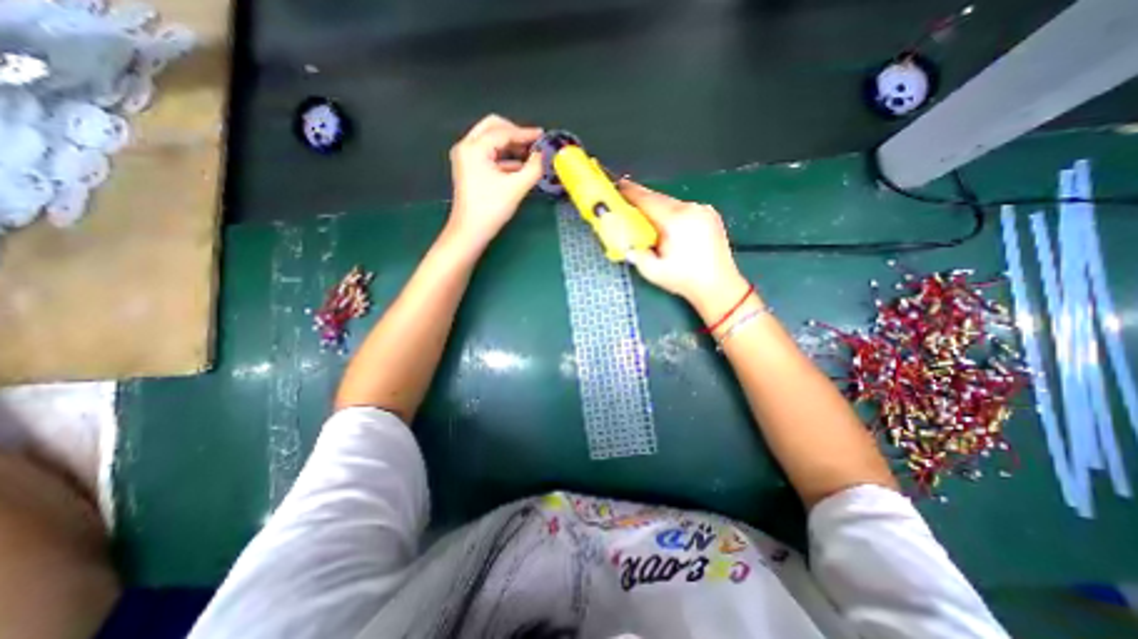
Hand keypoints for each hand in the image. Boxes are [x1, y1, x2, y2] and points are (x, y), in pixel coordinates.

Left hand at [447, 114, 544, 247]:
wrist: (470, 231)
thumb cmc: (491, 209)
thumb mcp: (516, 187)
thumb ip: (534, 168)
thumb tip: (543, 155)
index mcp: (474, 148)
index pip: (503, 132)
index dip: (525, 133)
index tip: (542, 136)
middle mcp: (466, 147)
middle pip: (492, 128)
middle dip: (515, 133)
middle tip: (533, 142)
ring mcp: (465, 158)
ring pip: (490, 141)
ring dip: (510, 145)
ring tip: (530, 154)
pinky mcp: (469, 169)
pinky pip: (488, 154)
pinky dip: (504, 157)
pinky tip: (520, 167)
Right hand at [619, 180, 753, 318]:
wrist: (719, 286)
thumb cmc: (685, 280)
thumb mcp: (653, 272)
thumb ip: (636, 254)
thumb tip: (626, 243)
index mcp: (675, 221)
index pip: (648, 200)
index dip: (631, 192)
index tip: (618, 185)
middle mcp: (691, 209)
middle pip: (660, 198)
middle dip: (642, 198)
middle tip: (627, 199)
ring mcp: (704, 210)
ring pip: (672, 203)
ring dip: (657, 206)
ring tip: (646, 215)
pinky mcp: (711, 215)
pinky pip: (684, 208)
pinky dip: (671, 212)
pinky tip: (667, 223)